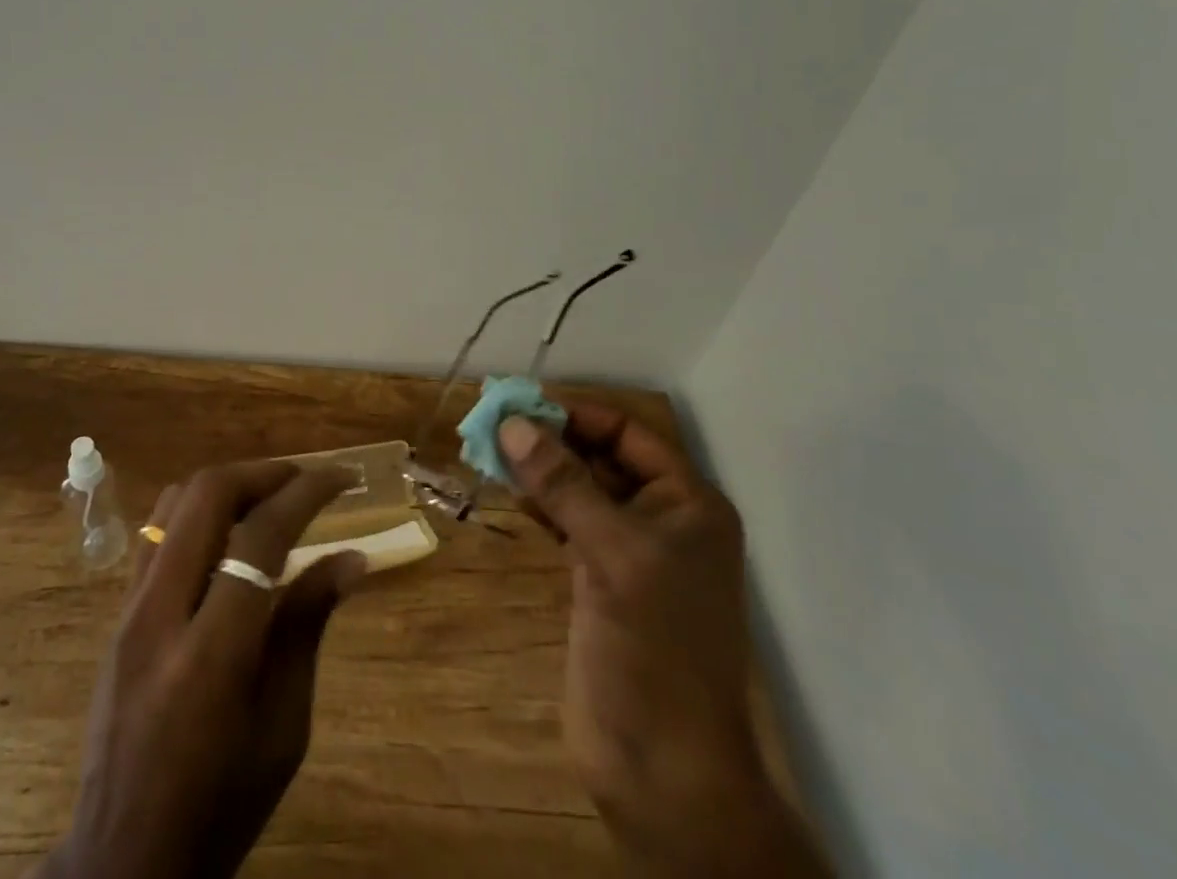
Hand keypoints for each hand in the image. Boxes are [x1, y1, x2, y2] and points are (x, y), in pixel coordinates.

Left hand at [41, 461, 365, 878]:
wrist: (123, 860)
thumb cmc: (221, 804)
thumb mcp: (283, 726)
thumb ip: (307, 626)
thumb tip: (352, 557)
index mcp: (211, 653)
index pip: (260, 537)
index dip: (307, 493)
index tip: (343, 478)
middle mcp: (160, 613)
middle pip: (207, 495)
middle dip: (264, 473)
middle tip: (305, 480)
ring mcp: (129, 609)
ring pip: (175, 502)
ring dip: (228, 485)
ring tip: (270, 499)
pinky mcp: (116, 613)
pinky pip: (156, 531)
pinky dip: (198, 511)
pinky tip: (226, 534)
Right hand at [498, 404, 828, 876]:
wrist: (663, 770)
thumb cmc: (655, 647)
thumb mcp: (612, 553)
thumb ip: (563, 484)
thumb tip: (513, 424)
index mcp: (686, 503)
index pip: (628, 434)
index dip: (577, 416)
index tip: (522, 406)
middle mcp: (662, 519)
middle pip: (601, 458)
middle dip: (551, 440)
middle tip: (494, 425)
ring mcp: (630, 553)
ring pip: (580, 490)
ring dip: (540, 470)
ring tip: (490, 452)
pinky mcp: (599, 581)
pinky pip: (567, 524)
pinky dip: (539, 505)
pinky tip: (509, 493)